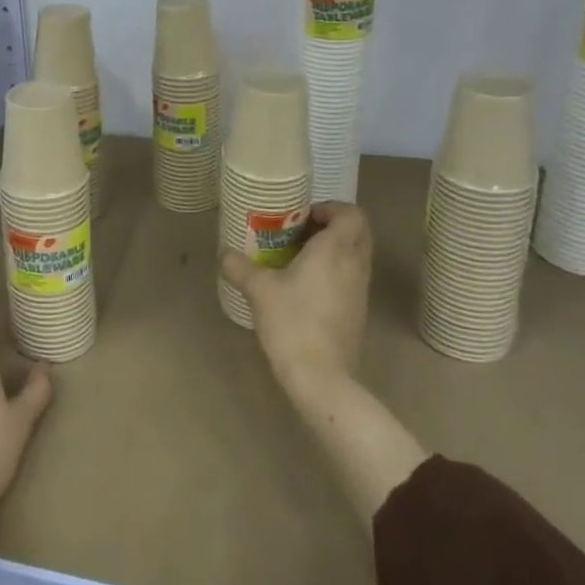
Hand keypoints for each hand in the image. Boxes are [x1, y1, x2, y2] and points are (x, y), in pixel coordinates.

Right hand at [222, 202, 371, 400]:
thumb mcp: (259, 290)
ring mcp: (360, 291)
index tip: (302, 216)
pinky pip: (351, 278)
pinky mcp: (358, 312)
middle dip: (333, 226)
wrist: (320, 376)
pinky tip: (304, 286)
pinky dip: (334, 272)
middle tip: (301, 232)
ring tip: (298, 258)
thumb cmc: (292, 321)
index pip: (351, 213)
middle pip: (358, 232)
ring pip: (356, 256)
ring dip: (333, 250)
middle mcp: (355, 265)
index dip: (330, 208)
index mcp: (335, 250)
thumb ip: (239, 266)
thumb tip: (224, 253)